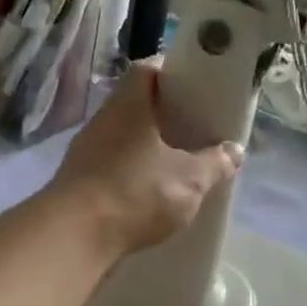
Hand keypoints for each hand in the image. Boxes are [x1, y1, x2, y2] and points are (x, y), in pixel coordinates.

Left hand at [45, 61, 243, 257]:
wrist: (73, 235)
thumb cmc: (135, 193)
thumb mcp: (189, 180)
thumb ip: (214, 163)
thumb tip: (234, 150)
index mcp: (128, 105)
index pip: (146, 69)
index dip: (170, 71)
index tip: (193, 85)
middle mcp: (102, 120)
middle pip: (134, 104)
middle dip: (162, 114)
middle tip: (192, 127)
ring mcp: (85, 150)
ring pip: (121, 136)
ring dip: (145, 145)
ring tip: (174, 161)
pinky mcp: (77, 180)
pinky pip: (110, 164)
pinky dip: (129, 171)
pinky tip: (147, 190)